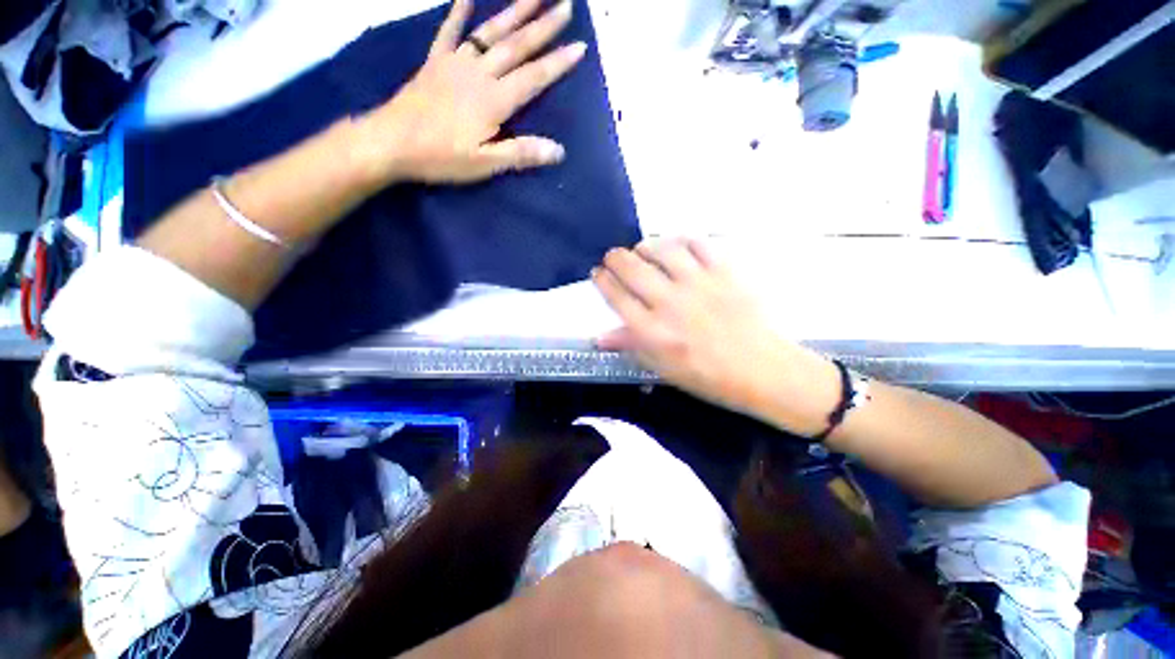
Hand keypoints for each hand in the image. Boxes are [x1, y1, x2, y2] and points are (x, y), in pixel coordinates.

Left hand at [355, 0, 585, 185]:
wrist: (390, 141)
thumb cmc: (440, 157)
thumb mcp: (484, 164)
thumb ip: (521, 154)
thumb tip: (558, 151)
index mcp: (494, 101)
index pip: (533, 78)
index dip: (558, 63)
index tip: (580, 46)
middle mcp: (479, 74)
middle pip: (516, 46)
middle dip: (543, 26)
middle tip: (567, 6)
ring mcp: (455, 63)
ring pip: (490, 32)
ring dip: (514, 11)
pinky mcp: (435, 61)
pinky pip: (449, 30)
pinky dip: (458, 10)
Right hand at [592, 239, 840, 434]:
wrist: (762, 370)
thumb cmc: (708, 376)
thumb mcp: (663, 369)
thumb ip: (631, 347)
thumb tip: (599, 337)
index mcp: (653, 332)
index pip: (617, 296)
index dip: (602, 280)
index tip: (597, 273)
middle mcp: (671, 303)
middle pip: (632, 269)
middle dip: (615, 258)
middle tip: (613, 257)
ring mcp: (699, 284)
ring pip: (662, 250)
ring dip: (646, 246)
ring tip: (642, 249)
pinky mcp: (724, 272)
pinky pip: (699, 244)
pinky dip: (683, 240)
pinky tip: (677, 246)